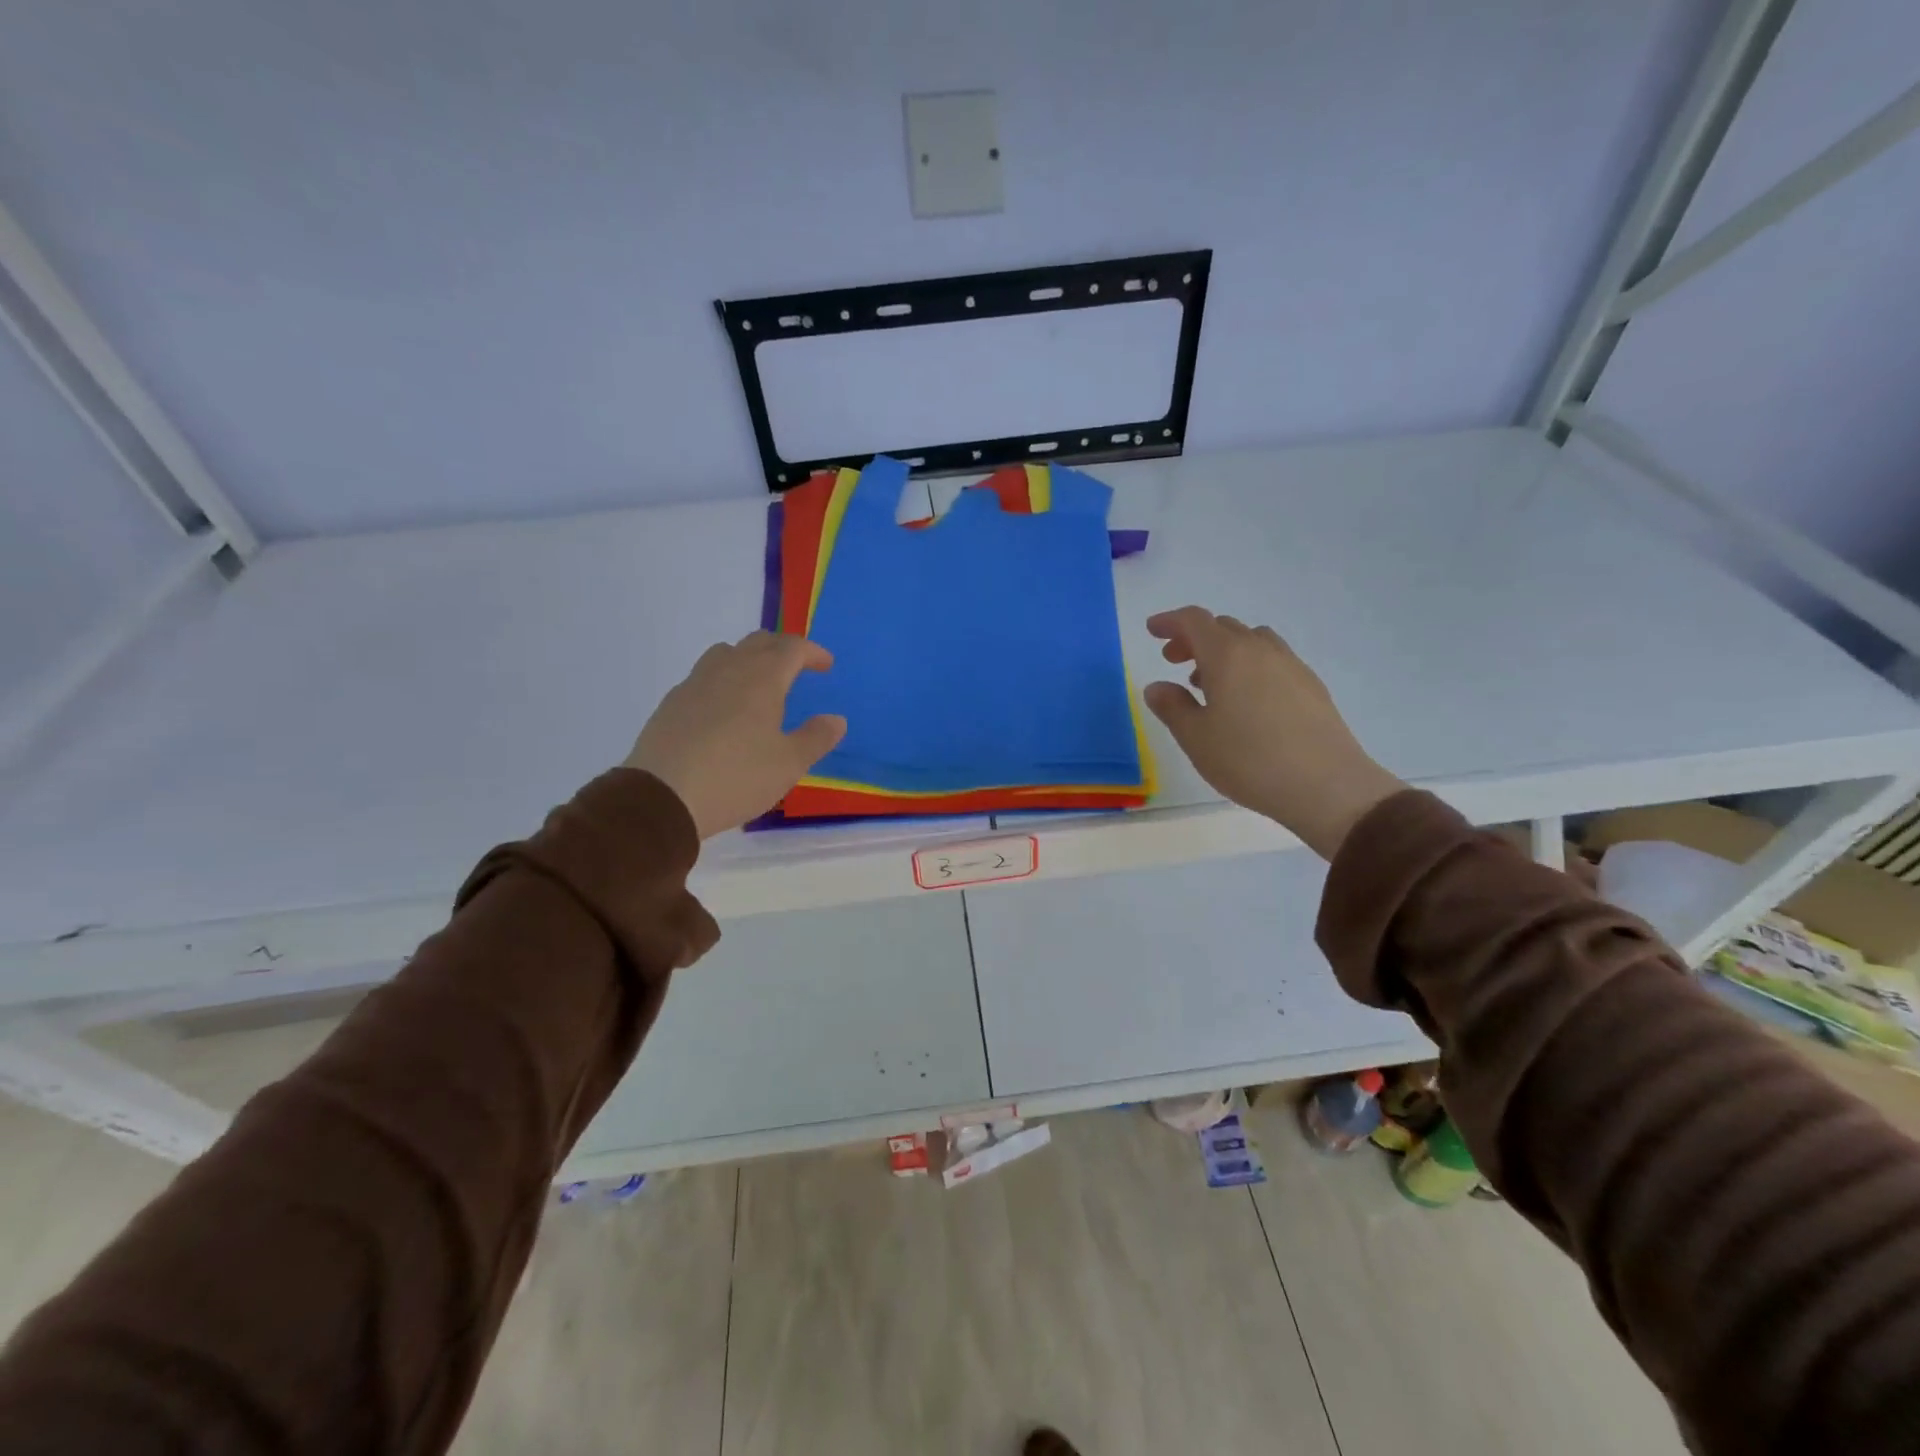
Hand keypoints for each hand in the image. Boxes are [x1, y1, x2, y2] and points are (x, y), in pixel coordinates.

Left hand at [623, 632, 846, 837]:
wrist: (662, 797)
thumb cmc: (736, 777)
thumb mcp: (789, 764)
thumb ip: (816, 738)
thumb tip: (836, 719)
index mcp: (762, 678)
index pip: (792, 648)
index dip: (813, 652)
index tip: (826, 665)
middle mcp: (728, 670)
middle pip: (758, 642)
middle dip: (782, 650)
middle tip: (797, 668)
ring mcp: (694, 684)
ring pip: (726, 653)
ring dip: (749, 659)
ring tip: (759, 684)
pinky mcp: (671, 703)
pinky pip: (704, 677)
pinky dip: (723, 680)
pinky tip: (724, 709)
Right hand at [1143, 606, 1403, 859]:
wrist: (1326, 785)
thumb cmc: (1249, 759)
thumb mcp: (1196, 738)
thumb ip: (1172, 707)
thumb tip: (1157, 687)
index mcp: (1227, 655)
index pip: (1194, 621)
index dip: (1171, 622)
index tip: (1153, 630)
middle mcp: (1260, 650)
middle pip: (1223, 627)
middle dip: (1194, 638)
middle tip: (1174, 660)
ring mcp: (1291, 666)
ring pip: (1252, 642)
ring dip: (1224, 651)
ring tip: (1209, 683)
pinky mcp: (1311, 687)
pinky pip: (1272, 661)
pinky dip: (1250, 666)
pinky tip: (1246, 701)